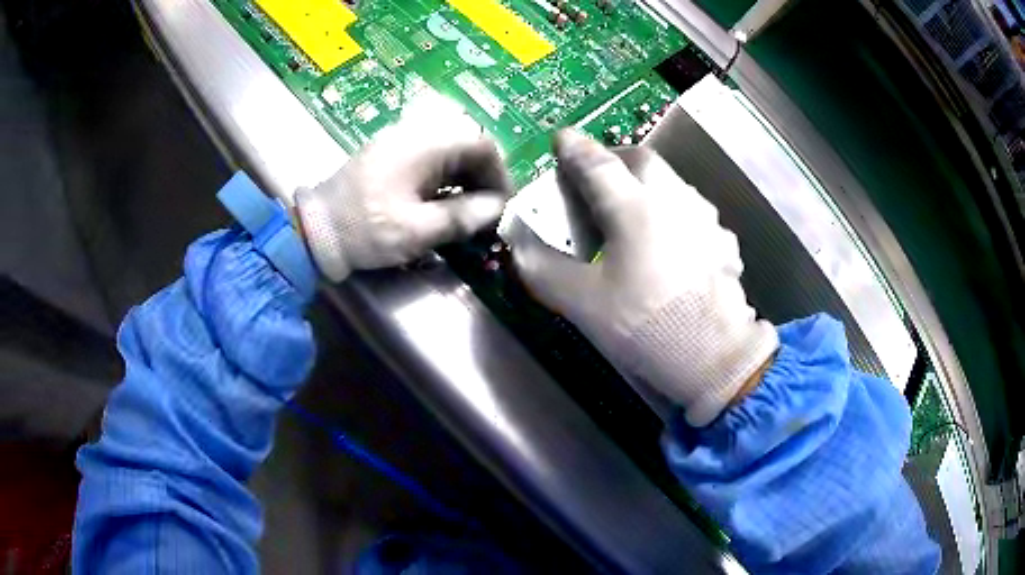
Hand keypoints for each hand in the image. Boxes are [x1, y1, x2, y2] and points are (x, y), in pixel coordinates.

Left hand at [296, 114, 510, 281]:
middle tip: (488, 211)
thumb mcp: (416, 230)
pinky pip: (430, 159)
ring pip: (449, 152)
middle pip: (466, 145)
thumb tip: (497, 208)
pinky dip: (445, 179)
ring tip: (469, 211)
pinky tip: (443, 203)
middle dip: (483, 177)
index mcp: (425, 145)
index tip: (502, 203)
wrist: (314, 228)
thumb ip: (461, 217)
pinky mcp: (390, 155)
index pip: (480, 144)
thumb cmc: (365, 229)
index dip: (499, 173)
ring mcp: (401, 143)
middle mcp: (416, 134)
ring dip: (465, 179)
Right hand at [510, 130, 778, 425]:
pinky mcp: (724, 243)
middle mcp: (674, 200)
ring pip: (673, 182)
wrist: (714, 357)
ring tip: (633, 207)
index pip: (596, 163)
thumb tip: (521, 242)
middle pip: (642, 159)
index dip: (574, 149)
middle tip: (597, 173)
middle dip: (614, 158)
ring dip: (648, 183)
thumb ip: (542, 268)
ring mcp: (706, 220)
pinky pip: (695, 213)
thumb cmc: (645, 325)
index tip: (562, 139)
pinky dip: (675, 214)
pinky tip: (672, 241)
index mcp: (635, 207)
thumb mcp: (582, 303)